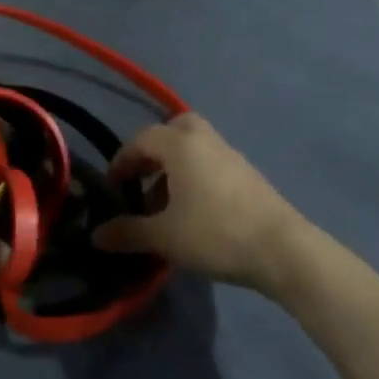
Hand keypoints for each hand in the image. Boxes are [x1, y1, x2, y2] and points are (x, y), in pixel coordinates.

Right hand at [94, 114, 306, 292]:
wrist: (282, 250)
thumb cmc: (215, 233)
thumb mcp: (164, 237)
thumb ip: (127, 232)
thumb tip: (96, 235)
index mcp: (180, 145)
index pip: (142, 139)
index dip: (122, 161)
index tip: (114, 186)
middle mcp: (205, 140)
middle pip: (175, 128)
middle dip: (154, 150)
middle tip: (143, 179)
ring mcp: (231, 156)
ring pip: (195, 147)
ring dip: (175, 167)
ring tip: (165, 205)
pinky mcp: (248, 175)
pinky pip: (212, 163)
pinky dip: (195, 177)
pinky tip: (194, 212)